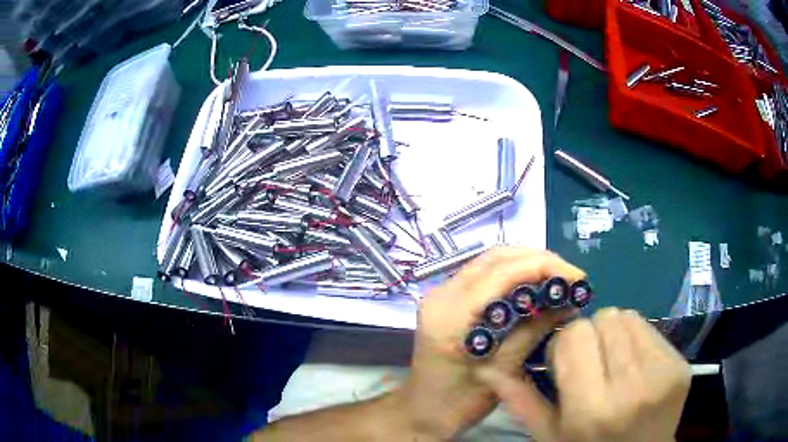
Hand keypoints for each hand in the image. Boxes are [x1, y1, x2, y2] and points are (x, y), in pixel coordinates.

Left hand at [392, 247, 585, 439]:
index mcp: (451, 313)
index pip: (502, 271)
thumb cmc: (459, 402)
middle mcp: (442, 294)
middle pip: (496, 257)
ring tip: (557, 280)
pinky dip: (514, 275)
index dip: (544, 266)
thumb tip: (569, 302)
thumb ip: (533, 331)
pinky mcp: (449, 300)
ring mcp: (442, 294)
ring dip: (527, 264)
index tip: (577, 277)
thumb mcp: (502, 371)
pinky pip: (485, 275)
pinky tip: (535, 288)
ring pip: (491, 261)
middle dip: (538, 260)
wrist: (424, 412)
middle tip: (569, 277)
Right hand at [477, 307, 691, 441]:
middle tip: (593, 364)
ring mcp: (663, 372)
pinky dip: (637, 340)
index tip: (567, 362)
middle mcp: (631, 386)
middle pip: (604, 317)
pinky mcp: (680, 364)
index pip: (574, 336)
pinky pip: (651, 328)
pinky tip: (636, 366)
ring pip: (629, 316)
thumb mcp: (550, 436)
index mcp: (591, 409)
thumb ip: (522, 402)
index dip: (565, 344)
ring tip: (615, 363)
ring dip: (615, 334)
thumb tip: (489, 367)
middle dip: (591, 335)